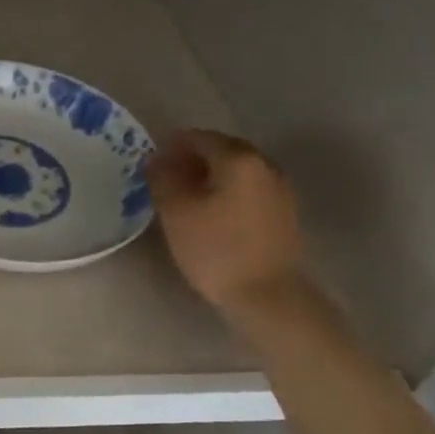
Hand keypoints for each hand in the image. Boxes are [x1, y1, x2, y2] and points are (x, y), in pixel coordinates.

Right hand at [147, 130, 305, 315]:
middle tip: (165, 179)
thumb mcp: (176, 211)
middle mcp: (264, 164)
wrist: (268, 296)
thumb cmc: (216, 249)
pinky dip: (226, 191)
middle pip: (221, 149)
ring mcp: (279, 188)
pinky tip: (211, 213)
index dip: (170, 146)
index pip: (198, 137)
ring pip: (236, 170)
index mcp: (238, 158)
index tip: (151, 165)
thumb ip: (162, 177)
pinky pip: (248, 188)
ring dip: (209, 176)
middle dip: (191, 159)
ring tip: (185, 198)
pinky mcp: (283, 212)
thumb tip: (156, 159)